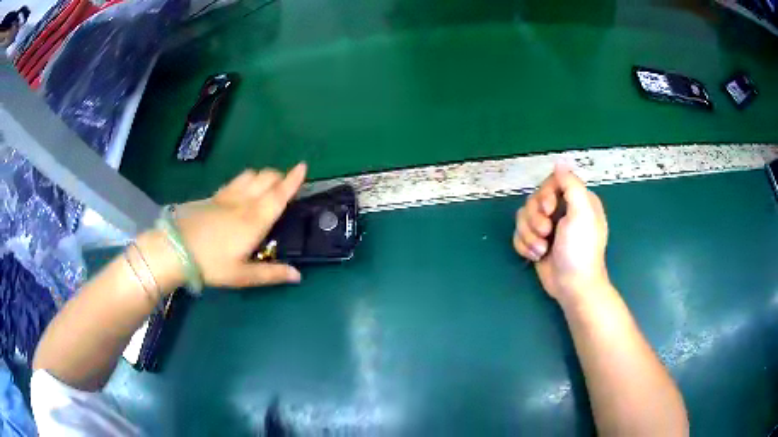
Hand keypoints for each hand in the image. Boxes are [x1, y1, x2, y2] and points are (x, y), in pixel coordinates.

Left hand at [173, 164, 306, 288]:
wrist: (175, 249)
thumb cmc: (211, 264)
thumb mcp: (242, 275)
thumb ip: (271, 274)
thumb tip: (298, 275)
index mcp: (255, 220)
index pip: (279, 194)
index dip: (293, 180)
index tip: (303, 165)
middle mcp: (243, 202)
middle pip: (266, 177)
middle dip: (279, 176)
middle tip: (285, 185)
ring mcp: (226, 196)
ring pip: (250, 174)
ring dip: (262, 175)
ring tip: (265, 185)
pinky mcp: (212, 196)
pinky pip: (235, 180)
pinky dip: (245, 180)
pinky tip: (241, 190)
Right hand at [513, 165, 609, 302]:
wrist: (572, 287)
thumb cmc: (580, 250)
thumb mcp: (581, 214)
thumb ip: (571, 185)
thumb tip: (560, 162)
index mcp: (576, 200)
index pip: (552, 182)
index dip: (545, 194)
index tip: (549, 209)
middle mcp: (562, 211)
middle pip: (534, 200)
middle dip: (535, 219)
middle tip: (547, 233)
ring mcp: (548, 228)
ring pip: (523, 217)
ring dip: (529, 235)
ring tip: (541, 250)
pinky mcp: (537, 242)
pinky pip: (519, 234)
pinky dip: (524, 245)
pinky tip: (536, 256)